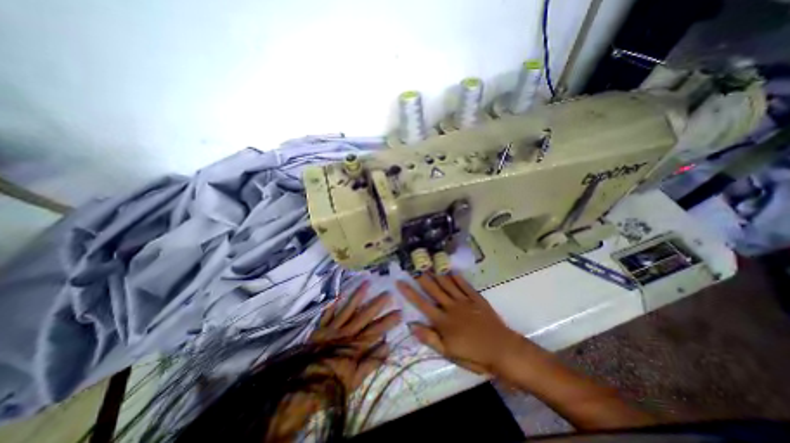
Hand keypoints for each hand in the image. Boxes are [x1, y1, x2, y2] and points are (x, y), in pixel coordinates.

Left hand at [310, 283, 400, 391]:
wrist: (302, 389)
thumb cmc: (332, 384)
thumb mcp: (355, 380)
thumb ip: (371, 362)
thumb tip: (387, 346)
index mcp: (355, 346)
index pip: (376, 330)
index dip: (388, 321)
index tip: (399, 312)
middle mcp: (346, 333)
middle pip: (364, 315)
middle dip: (377, 304)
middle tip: (388, 293)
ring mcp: (332, 329)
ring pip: (347, 309)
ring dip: (358, 295)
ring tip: (367, 283)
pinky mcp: (320, 329)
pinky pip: (327, 313)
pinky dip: (333, 303)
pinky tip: (339, 292)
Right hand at [398, 272, 523, 374]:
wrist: (502, 350)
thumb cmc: (474, 355)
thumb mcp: (448, 353)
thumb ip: (429, 338)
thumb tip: (411, 325)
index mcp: (443, 321)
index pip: (422, 304)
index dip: (409, 293)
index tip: (400, 281)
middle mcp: (451, 307)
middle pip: (433, 290)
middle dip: (421, 278)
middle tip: (413, 265)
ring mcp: (464, 301)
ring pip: (447, 284)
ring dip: (437, 274)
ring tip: (428, 263)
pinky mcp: (476, 299)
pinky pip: (464, 285)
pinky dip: (457, 277)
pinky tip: (451, 270)